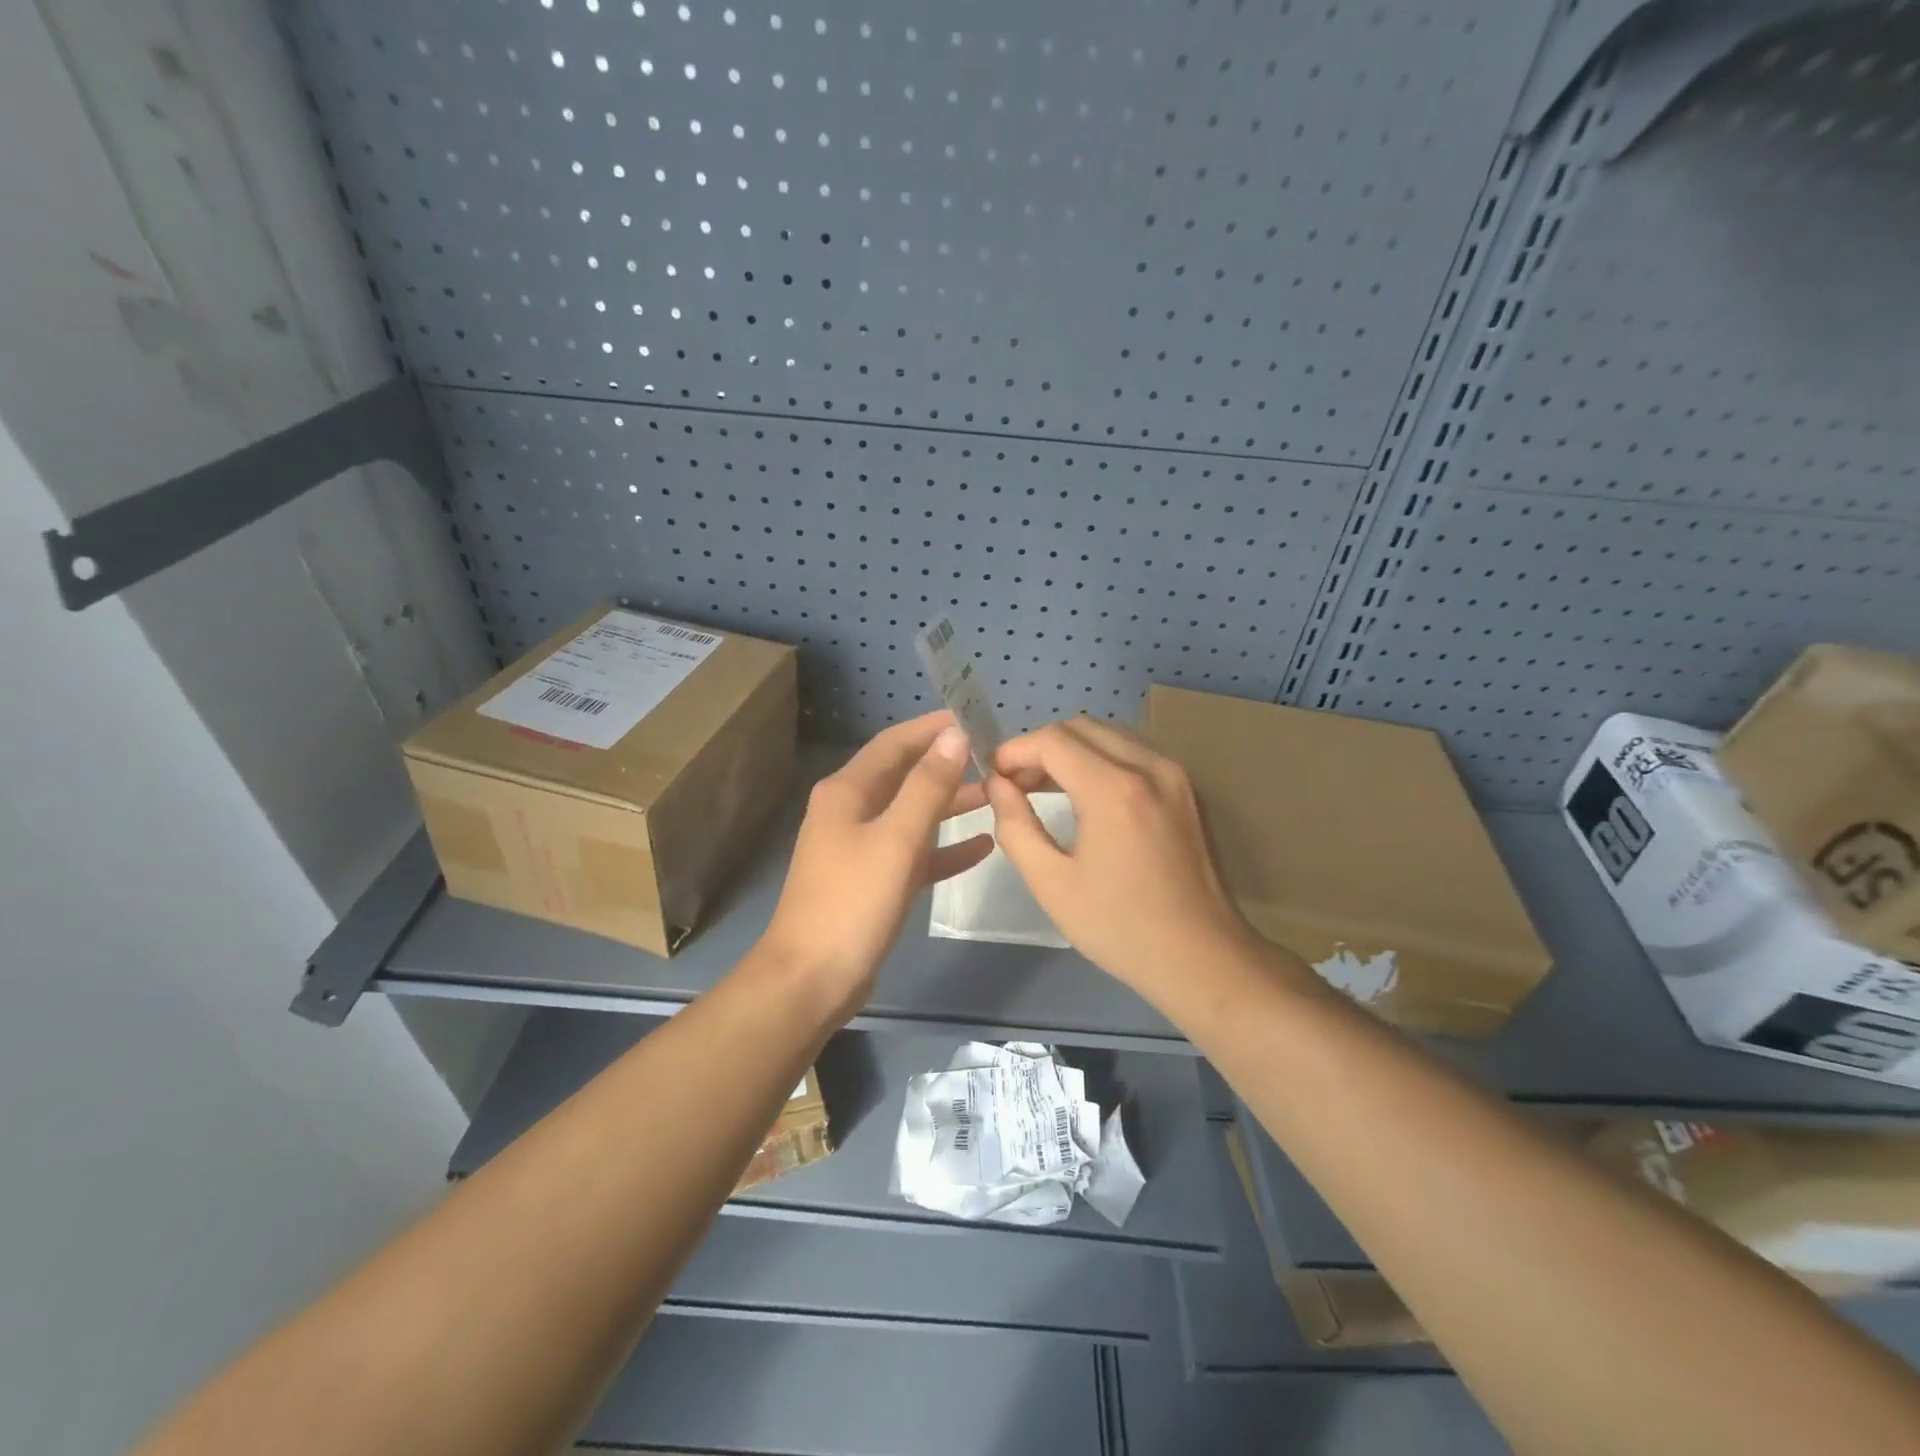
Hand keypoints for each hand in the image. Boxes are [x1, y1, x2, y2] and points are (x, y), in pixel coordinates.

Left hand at [760, 711, 993, 1017]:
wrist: (811, 980)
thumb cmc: (853, 902)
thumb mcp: (897, 839)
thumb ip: (928, 786)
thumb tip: (953, 735)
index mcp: (847, 792)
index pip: (894, 743)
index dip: (932, 728)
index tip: (973, 719)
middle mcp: (850, 812)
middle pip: (904, 776)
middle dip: (946, 765)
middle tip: (993, 758)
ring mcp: (859, 848)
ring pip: (911, 814)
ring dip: (949, 804)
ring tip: (995, 795)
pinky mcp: (871, 882)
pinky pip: (913, 853)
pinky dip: (943, 848)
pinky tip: (982, 847)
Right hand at [986, 718, 1268, 997]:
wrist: (1203, 958)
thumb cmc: (1120, 926)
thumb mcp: (1052, 884)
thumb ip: (1015, 826)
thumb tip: (998, 786)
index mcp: (1113, 789)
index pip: (1052, 740)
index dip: (1015, 751)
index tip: (994, 777)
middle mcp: (1149, 766)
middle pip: (1081, 727)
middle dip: (1041, 747)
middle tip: (1016, 784)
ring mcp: (1175, 774)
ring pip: (1110, 734)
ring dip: (1072, 750)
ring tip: (1046, 787)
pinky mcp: (1187, 789)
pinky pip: (1135, 752)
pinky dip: (1102, 758)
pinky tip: (1087, 795)